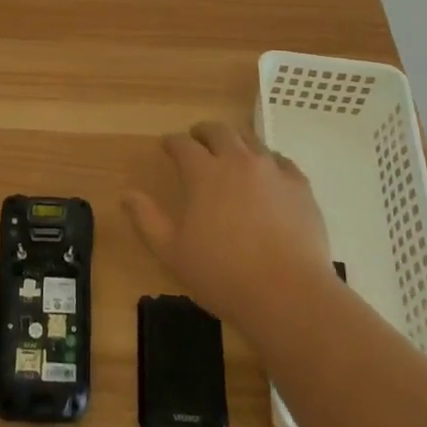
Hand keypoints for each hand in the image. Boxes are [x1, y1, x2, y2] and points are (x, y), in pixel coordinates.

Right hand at [124, 122, 332, 329]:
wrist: (288, 294)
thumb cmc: (223, 274)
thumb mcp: (172, 252)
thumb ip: (147, 219)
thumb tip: (127, 194)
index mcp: (204, 172)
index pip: (183, 144)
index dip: (172, 142)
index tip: (167, 146)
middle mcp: (237, 160)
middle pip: (219, 131)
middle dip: (204, 132)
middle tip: (198, 139)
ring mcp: (272, 170)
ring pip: (251, 141)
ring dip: (236, 142)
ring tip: (232, 153)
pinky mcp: (300, 186)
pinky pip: (281, 161)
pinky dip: (269, 161)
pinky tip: (269, 174)